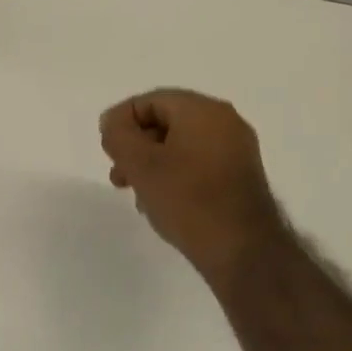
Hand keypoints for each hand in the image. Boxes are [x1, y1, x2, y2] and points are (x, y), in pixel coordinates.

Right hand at [100, 88, 293, 287]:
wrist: (243, 250)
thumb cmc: (187, 199)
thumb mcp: (140, 164)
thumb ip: (118, 135)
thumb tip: (114, 122)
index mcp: (203, 110)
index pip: (149, 100)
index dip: (121, 123)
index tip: (108, 153)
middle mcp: (225, 122)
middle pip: (166, 121)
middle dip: (136, 146)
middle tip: (118, 175)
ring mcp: (237, 150)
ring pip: (180, 145)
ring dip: (152, 164)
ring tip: (137, 195)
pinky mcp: (240, 176)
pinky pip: (198, 163)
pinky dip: (174, 175)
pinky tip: (162, 203)